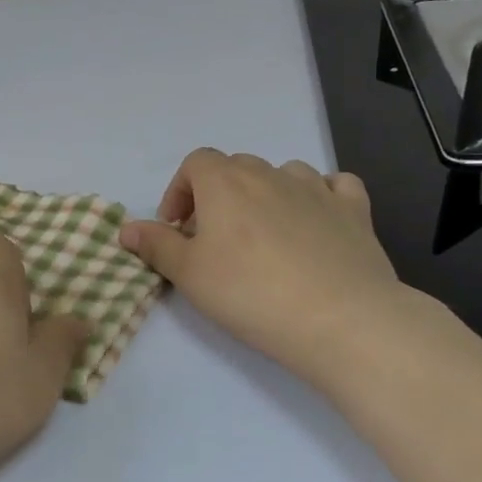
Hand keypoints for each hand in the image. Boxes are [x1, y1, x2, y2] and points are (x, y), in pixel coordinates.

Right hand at [118, 150, 414, 383]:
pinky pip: (334, 186)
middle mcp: (270, 174)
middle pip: (235, 167)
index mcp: (225, 183)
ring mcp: (317, 188)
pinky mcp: (354, 210)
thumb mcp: (188, 274)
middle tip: (213, 239)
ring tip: (262, 233)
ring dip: (266, 193)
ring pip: (283, 173)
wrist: (339, 319)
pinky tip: (315, 220)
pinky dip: (319, 195)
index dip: (180, 191)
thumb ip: (155, 246)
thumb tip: (126, 228)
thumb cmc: (250, 293)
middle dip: (218, 195)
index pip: (195, 163)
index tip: (177, 229)